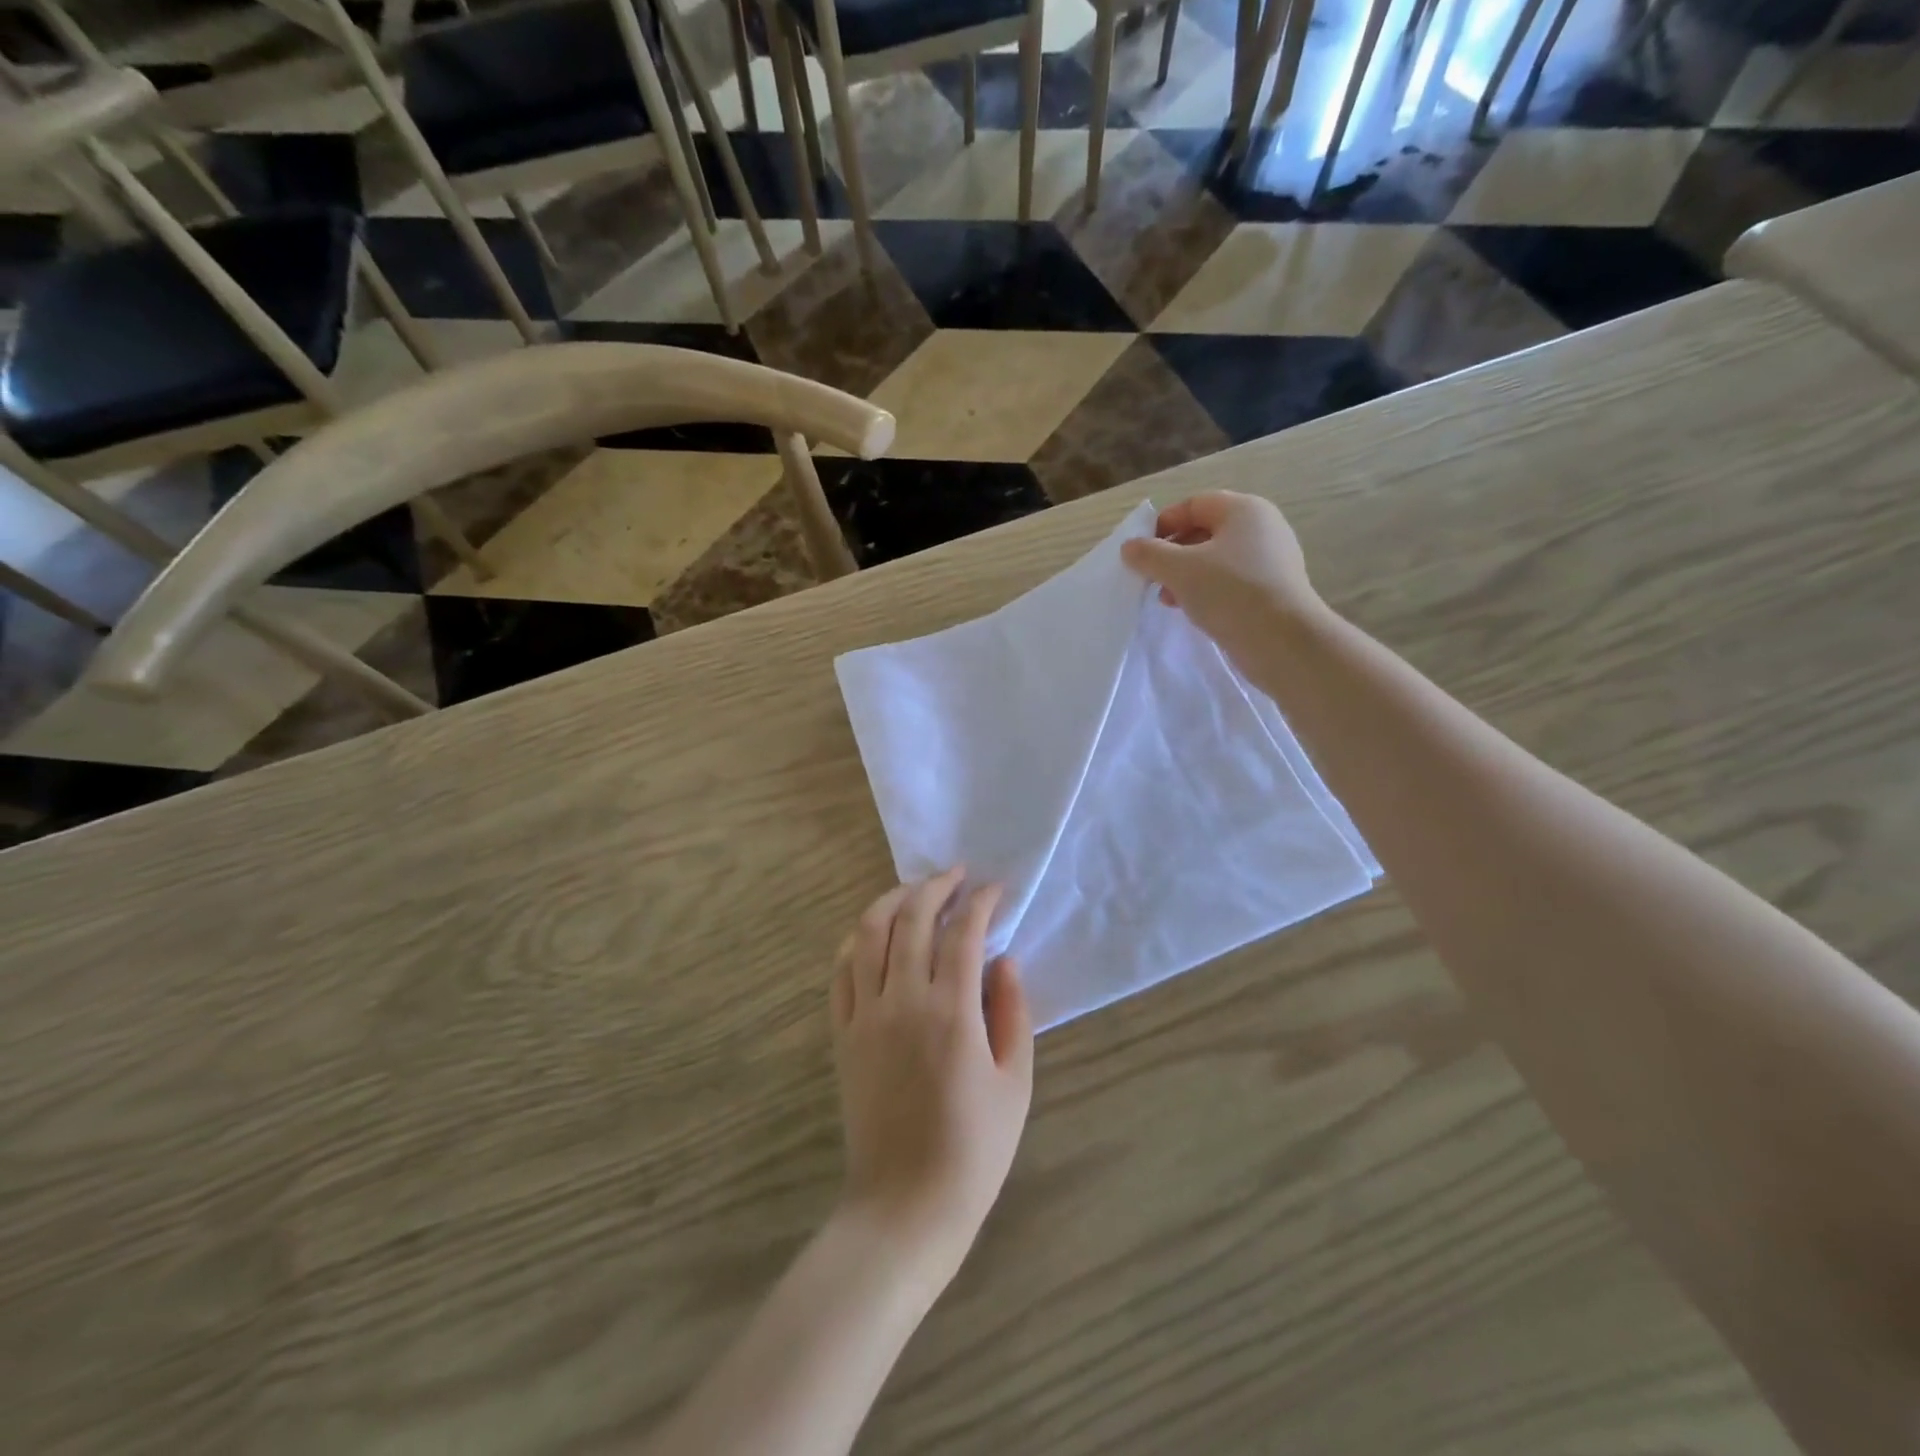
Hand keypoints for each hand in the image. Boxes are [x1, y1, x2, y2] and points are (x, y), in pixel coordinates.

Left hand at [831, 869, 1033, 1282]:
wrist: (905, 1205)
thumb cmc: (974, 1149)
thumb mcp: (1015, 1082)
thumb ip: (1013, 1013)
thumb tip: (1005, 961)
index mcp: (952, 1012)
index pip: (964, 933)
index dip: (981, 903)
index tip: (995, 889)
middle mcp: (904, 1000)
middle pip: (912, 918)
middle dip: (936, 886)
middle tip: (957, 876)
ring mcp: (865, 1014)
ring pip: (869, 932)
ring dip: (893, 900)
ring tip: (915, 891)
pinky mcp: (842, 1033)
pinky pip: (842, 970)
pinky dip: (857, 939)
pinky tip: (873, 932)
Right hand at [1120, 492, 1328, 673]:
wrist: (1283, 641)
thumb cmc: (1230, 593)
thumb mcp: (1179, 570)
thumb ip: (1149, 554)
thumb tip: (1130, 547)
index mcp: (1244, 510)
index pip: (1194, 504)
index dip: (1163, 524)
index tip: (1142, 552)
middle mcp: (1262, 527)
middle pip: (1205, 531)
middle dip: (1172, 554)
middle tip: (1152, 578)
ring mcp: (1271, 559)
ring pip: (1216, 559)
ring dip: (1186, 576)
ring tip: (1168, 599)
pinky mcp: (1272, 589)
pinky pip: (1231, 581)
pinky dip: (1207, 590)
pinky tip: (1193, 611)